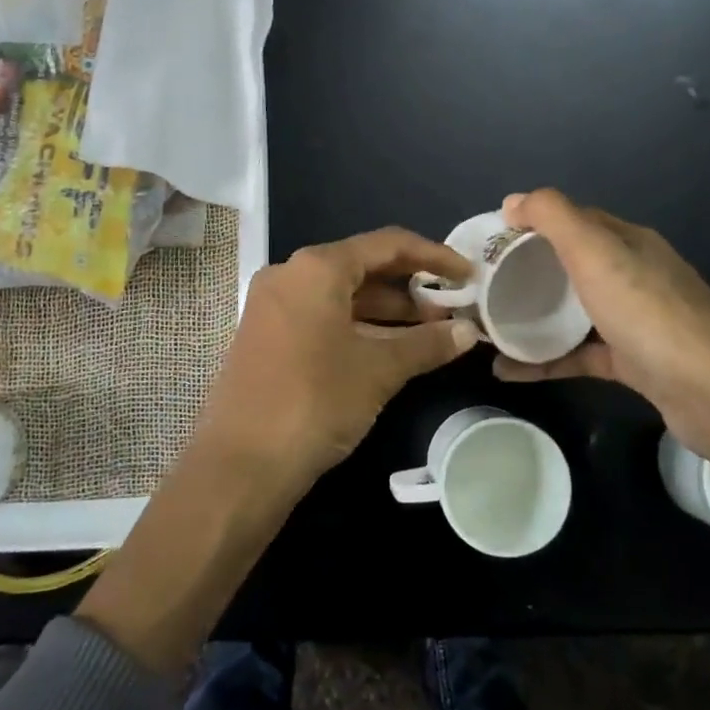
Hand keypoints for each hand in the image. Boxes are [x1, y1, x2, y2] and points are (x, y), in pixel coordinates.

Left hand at [196, 227, 483, 488]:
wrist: (241, 465)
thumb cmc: (314, 402)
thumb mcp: (378, 370)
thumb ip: (426, 344)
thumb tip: (468, 331)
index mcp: (316, 268)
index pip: (387, 244)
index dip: (434, 255)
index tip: (468, 275)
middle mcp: (290, 276)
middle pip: (363, 267)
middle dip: (410, 287)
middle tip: (452, 308)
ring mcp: (273, 306)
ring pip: (342, 296)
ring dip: (387, 311)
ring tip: (432, 332)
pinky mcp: (267, 337)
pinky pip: (322, 317)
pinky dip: (359, 327)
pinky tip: (391, 350)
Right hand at [491, 189, 709, 482]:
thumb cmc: (648, 312)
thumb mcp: (596, 251)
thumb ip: (554, 217)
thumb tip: (513, 200)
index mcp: (628, 243)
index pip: (575, 220)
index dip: (533, 222)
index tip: (490, 238)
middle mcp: (634, 275)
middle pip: (571, 265)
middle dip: (528, 270)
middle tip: (483, 283)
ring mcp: (634, 321)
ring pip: (573, 312)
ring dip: (532, 317)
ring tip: (488, 325)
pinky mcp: (632, 363)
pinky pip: (577, 355)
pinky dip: (544, 361)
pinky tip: (507, 370)